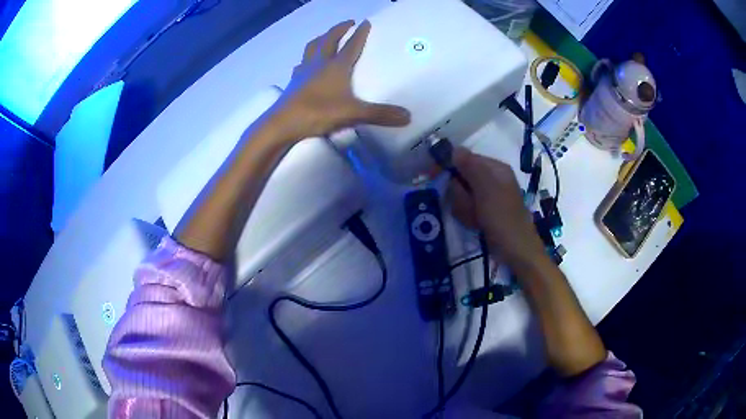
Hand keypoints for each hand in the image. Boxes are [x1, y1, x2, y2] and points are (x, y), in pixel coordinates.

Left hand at [272, 20, 410, 140]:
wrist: (282, 123)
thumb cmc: (318, 112)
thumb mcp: (353, 114)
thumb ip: (380, 114)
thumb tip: (408, 117)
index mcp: (336, 66)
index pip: (351, 45)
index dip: (360, 33)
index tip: (366, 22)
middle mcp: (319, 63)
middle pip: (329, 39)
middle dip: (339, 29)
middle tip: (348, 23)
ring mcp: (304, 71)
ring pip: (312, 47)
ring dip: (321, 38)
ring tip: (326, 36)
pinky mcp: (293, 82)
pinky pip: (301, 64)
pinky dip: (306, 59)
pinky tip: (305, 64)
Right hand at [449, 148, 545, 265]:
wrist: (516, 252)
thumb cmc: (503, 218)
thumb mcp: (486, 189)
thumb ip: (470, 167)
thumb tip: (453, 148)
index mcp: (495, 168)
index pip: (464, 158)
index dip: (449, 165)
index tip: (433, 175)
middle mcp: (491, 178)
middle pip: (461, 178)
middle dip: (460, 194)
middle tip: (469, 206)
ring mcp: (488, 196)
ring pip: (461, 195)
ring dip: (463, 207)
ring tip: (474, 218)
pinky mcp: (484, 212)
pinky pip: (466, 208)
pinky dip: (467, 216)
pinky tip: (476, 225)